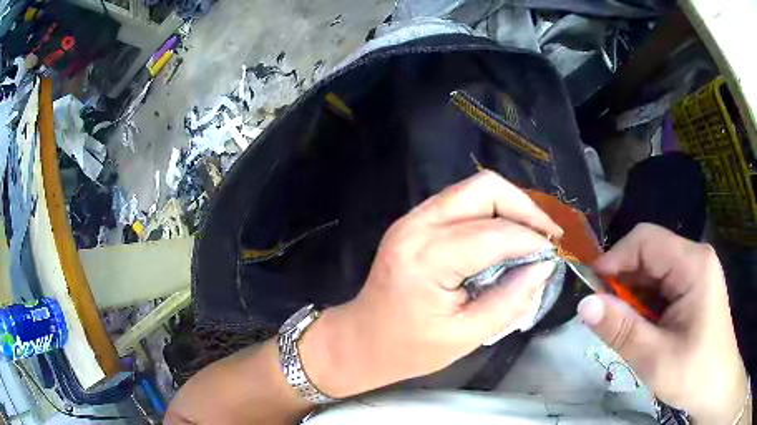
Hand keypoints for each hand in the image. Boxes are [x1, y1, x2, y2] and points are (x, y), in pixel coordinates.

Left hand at [300, 171, 562, 397]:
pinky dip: (491, 211)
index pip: (494, 233)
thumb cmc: (409, 348)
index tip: (554, 254)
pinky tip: (505, 235)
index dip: (532, 239)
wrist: (361, 340)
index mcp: (427, 259)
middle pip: (484, 189)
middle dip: (524, 207)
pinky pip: (462, 201)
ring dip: (509, 206)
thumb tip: (544, 266)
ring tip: (532, 235)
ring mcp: (413, 219)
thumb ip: (510, 300)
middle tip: (547, 236)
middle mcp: (418, 226)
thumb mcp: (466, 336)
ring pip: (474, 189)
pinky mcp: (415, 221)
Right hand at [578, 224, 748, 423]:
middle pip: (649, 253)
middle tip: (604, 318)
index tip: (590, 292)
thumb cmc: (694, 373)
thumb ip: (622, 330)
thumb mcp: (656, 358)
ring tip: (623, 329)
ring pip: (653, 271)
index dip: (614, 260)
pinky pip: (661, 285)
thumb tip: (584, 303)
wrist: (716, 385)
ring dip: (633, 296)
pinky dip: (644, 304)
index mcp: (693, 264)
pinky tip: (642, 328)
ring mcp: (695, 273)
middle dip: (622, 282)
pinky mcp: (693, 289)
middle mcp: (695, 258)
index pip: (645, 241)